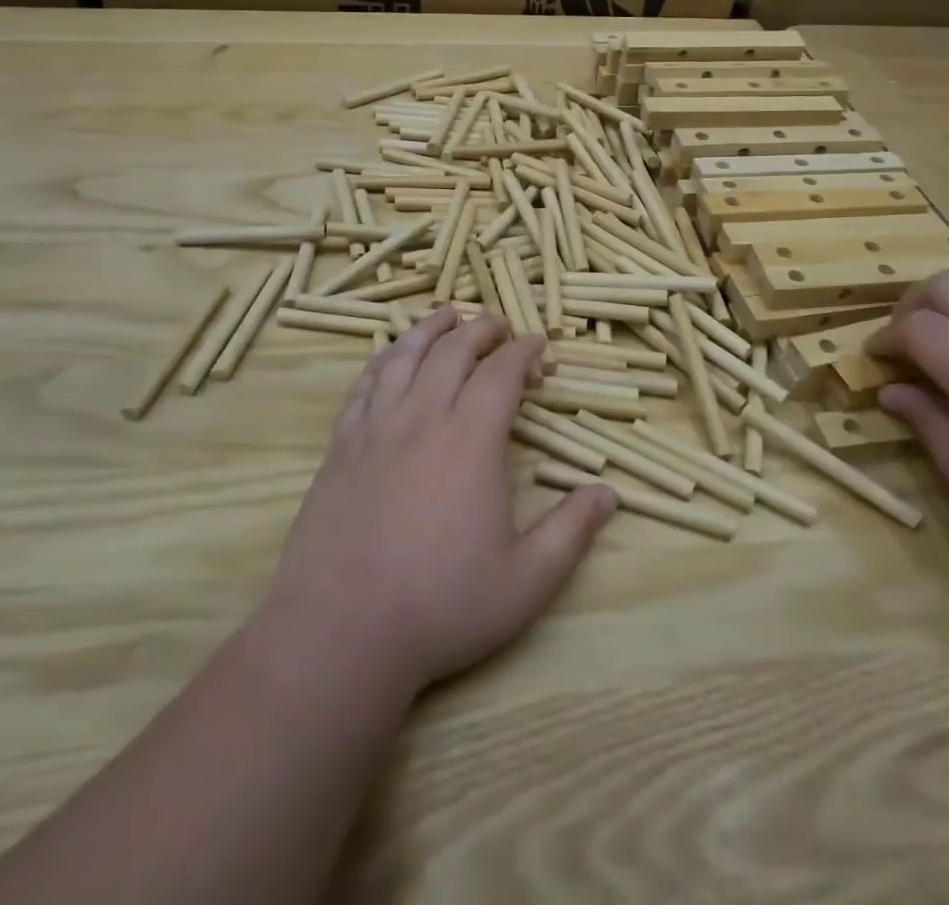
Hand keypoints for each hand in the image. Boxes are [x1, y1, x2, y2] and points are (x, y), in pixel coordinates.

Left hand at [260, 308, 615, 696]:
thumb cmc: (441, 606)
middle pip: (452, 351)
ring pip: (403, 356)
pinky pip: (363, 385)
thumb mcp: (526, 581)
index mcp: (470, 440)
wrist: (339, 633)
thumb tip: (609, 494)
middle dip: (480, 329)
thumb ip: (571, 532)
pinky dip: (382, 359)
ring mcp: (374, 429)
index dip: (523, 352)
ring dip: (430, 329)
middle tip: (498, 324)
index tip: (538, 345)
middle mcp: (422, 418)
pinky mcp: (340, 447)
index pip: (501, 374)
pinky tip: (389, 355)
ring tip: (446, 315)